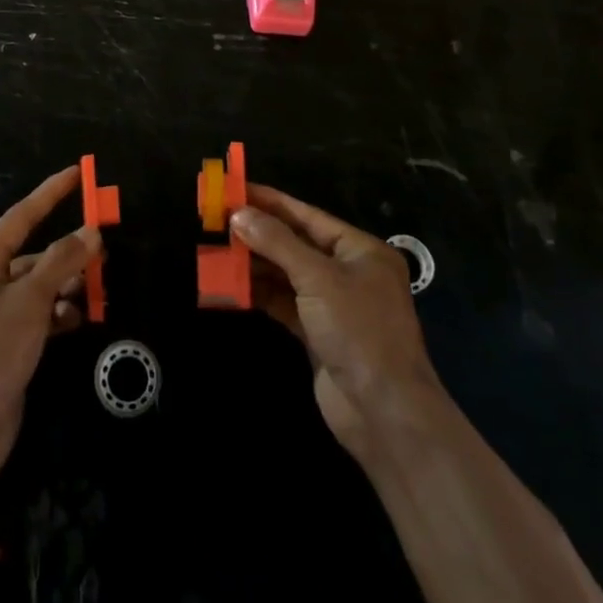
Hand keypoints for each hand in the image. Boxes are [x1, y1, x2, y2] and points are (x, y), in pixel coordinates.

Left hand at [0, 166, 99, 489]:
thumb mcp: (30, 301)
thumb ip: (61, 262)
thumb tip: (90, 231)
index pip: (21, 216)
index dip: (50, 193)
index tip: (77, 173)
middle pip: (33, 254)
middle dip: (67, 251)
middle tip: (103, 249)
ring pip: (38, 286)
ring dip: (66, 285)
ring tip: (96, 289)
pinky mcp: (5, 345)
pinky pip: (38, 315)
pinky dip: (58, 313)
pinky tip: (78, 319)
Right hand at [232, 184, 444, 462]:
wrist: (384, 414)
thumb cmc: (359, 331)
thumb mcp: (317, 278)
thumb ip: (277, 243)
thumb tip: (239, 214)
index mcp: (360, 250)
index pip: (307, 216)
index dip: (270, 202)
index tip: (235, 189)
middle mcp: (348, 272)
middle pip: (296, 244)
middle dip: (258, 234)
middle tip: (218, 221)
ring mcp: (334, 305)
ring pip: (287, 274)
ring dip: (255, 264)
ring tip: (218, 251)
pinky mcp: (319, 334)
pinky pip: (284, 303)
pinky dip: (260, 294)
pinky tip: (232, 285)